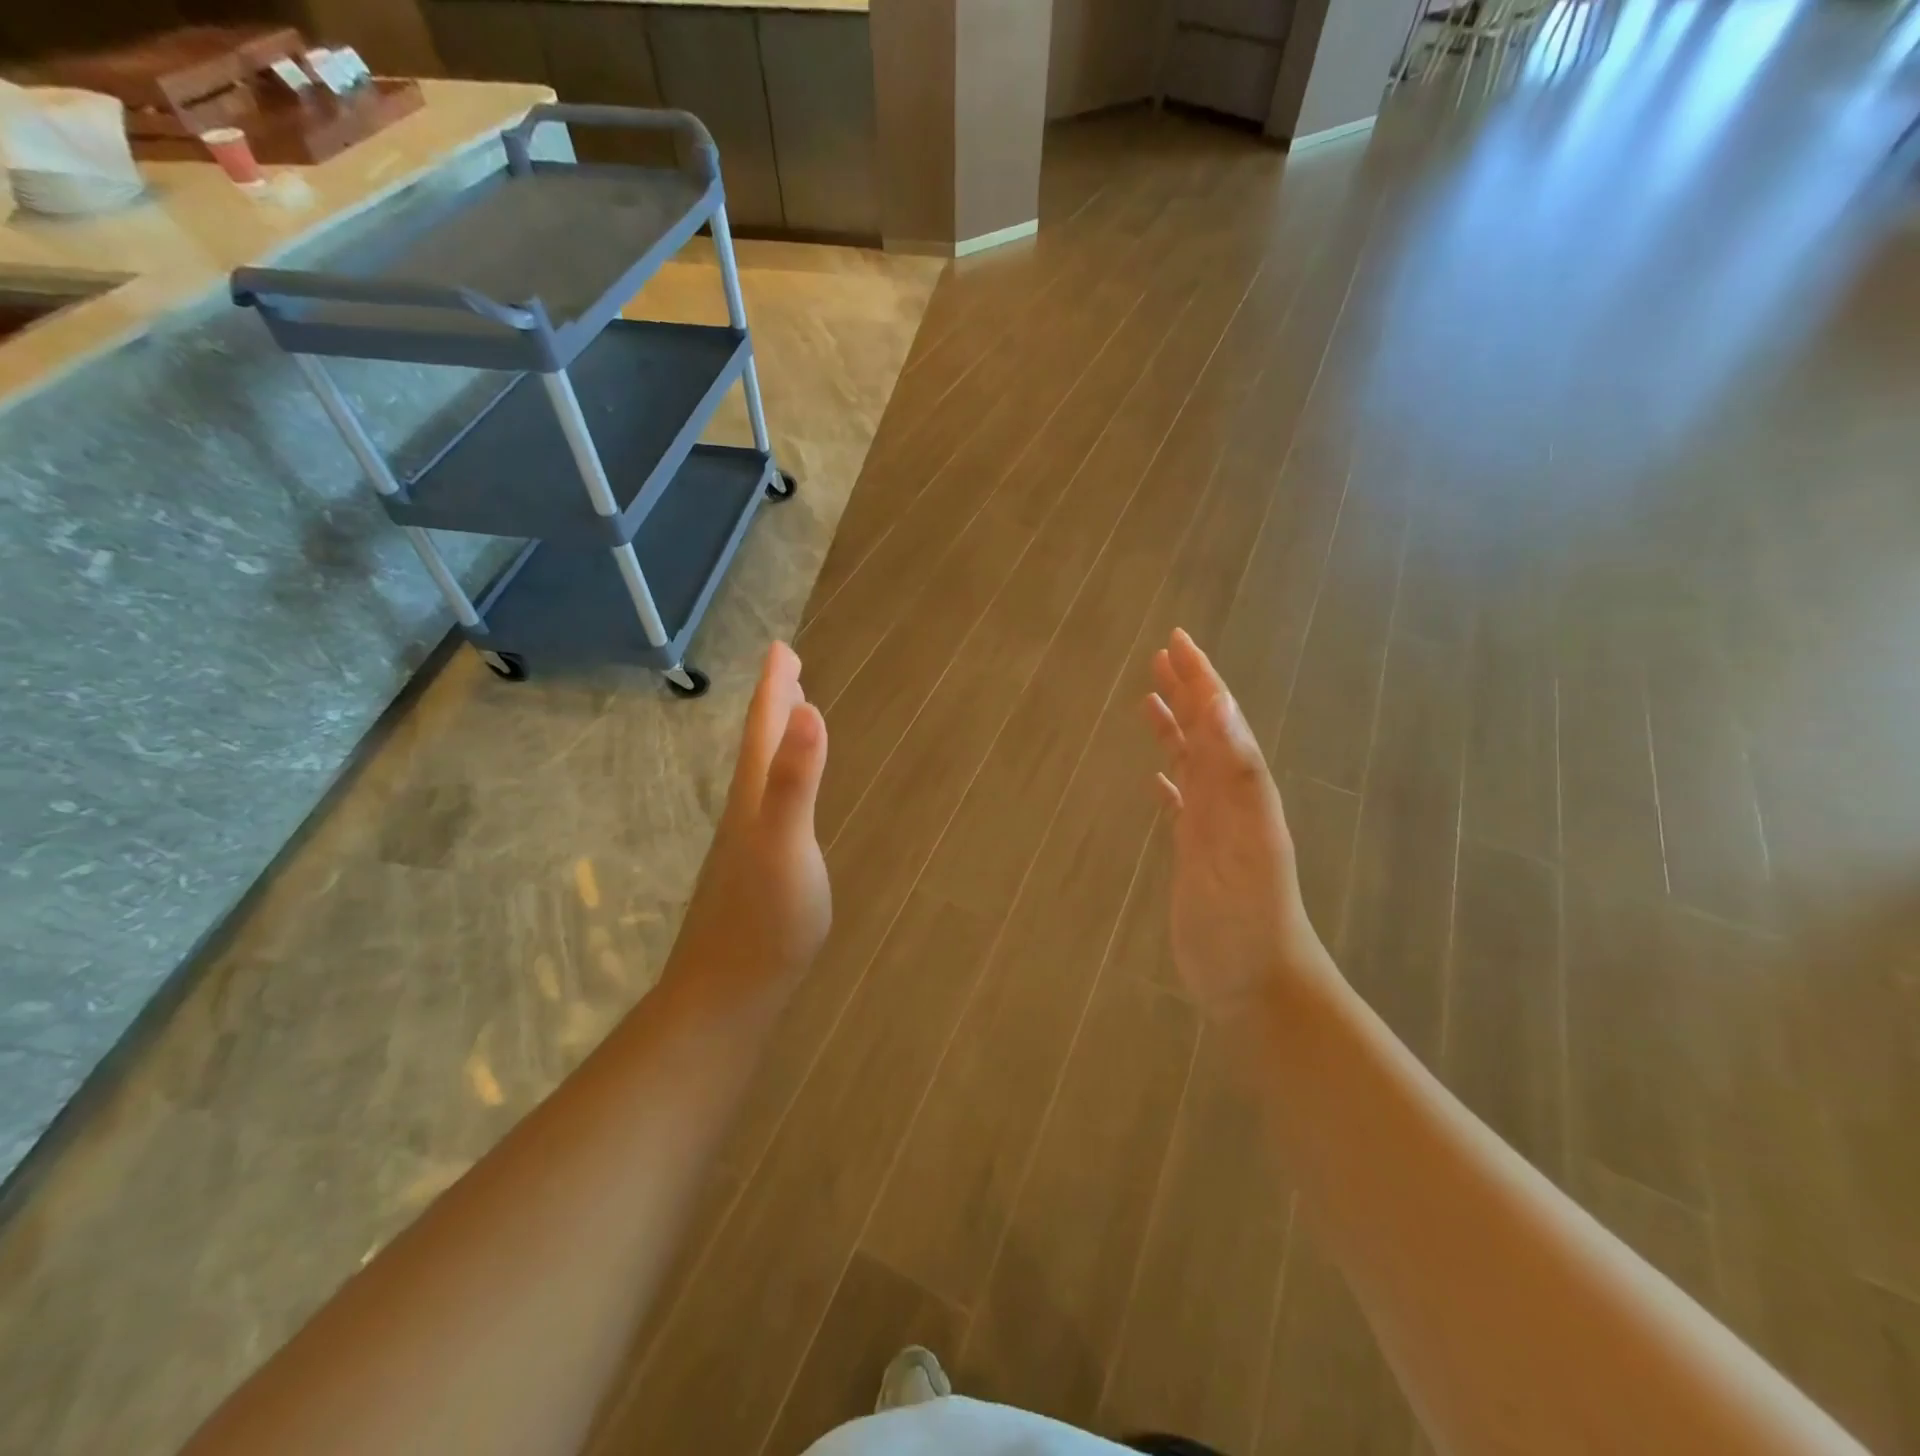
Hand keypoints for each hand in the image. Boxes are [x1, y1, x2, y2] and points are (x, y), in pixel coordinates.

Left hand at [667, 642, 830, 1012]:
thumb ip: (796, 780)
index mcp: (753, 798)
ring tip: (790, 719)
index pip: (764, 729)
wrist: (726, 994)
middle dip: (775, 705)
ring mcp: (747, 845)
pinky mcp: (755, 872)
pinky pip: (770, 805)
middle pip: (759, 746)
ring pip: (762, 775)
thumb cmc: (764, 919)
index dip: (774, 688)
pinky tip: (784, 798)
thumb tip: (811, 710)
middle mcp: (746, 813)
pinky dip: (781, 781)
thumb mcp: (785, 844)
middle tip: (788, 670)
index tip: (782, 648)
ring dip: (776, 740)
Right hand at [1142, 630, 1330, 1020]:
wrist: (1258, 984)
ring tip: (1147, 702)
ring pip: (1191, 766)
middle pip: (1206, 734)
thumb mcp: (1247, 844)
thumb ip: (1237, 776)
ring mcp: (1212, 829)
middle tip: (1160, 656)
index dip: (1202, 680)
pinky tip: (1156, 780)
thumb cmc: (1251, 920)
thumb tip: (1221, 705)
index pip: (1220, 721)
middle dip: (1187, 692)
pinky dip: (1168, 784)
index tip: (1177, 642)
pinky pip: (1180, 807)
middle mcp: (1229, 801)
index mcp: (1242, 791)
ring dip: (1174, 731)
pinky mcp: (1195, 856)